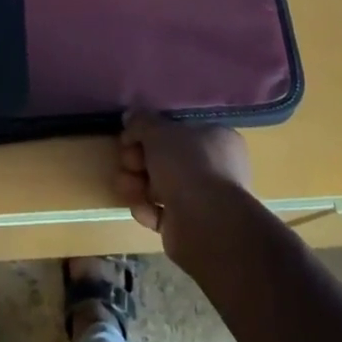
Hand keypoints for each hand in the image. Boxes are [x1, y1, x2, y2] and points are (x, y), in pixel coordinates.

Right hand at [117, 113, 253, 265]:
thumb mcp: (159, 132)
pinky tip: (139, 208)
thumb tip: (130, 115)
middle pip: (167, 159)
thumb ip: (142, 122)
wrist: (206, 225)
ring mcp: (203, 199)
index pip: (179, 130)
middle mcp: (214, 168)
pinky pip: (162, 213)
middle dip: (140, 160)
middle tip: (126, 162)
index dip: (151, 132)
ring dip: (138, 185)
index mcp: (217, 139)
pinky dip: (147, 210)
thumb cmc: (188, 166)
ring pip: (162, 186)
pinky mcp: (189, 226)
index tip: (130, 136)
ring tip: (124, 186)